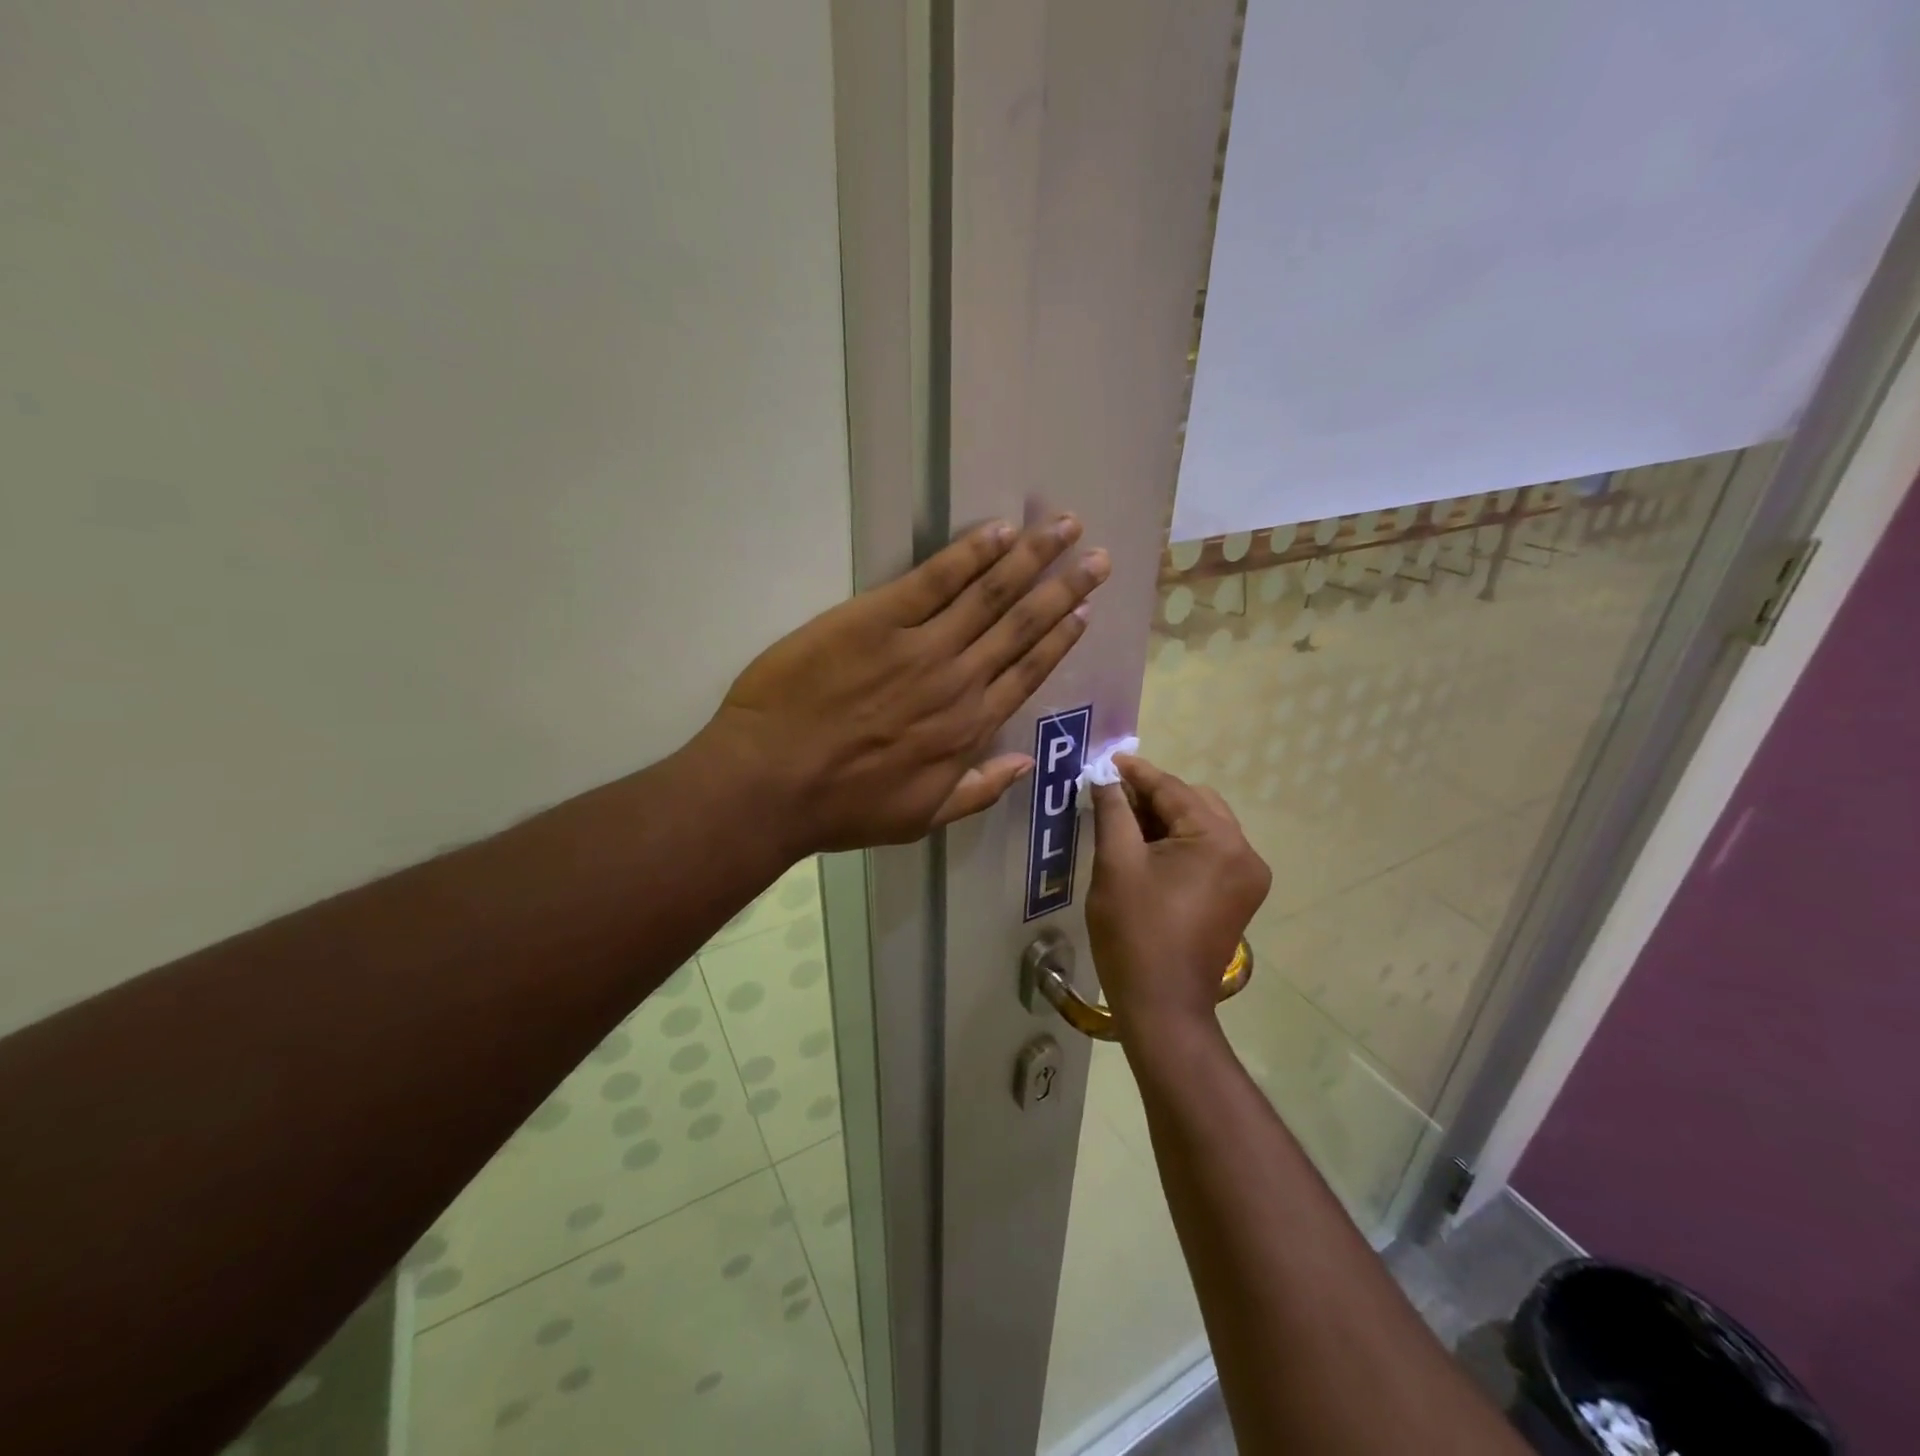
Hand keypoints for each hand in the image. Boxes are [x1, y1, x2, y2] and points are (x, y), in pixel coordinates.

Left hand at [703, 516, 1109, 852]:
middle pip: (1022, 625)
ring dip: (1032, 558)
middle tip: (1099, 557)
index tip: (1085, 610)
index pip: (1028, 672)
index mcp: (969, 728)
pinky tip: (1000, 531)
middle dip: (1065, 588)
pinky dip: (971, 553)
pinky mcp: (877, 618)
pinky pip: (935, 579)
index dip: (1059, 638)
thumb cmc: (842, 807)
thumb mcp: (920, 819)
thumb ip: (978, 791)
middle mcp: (959, 681)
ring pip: (990, 594)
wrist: (771, 783)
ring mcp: (921, 646)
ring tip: (1066, 527)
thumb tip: (1025, 763)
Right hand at [1087, 755, 1270, 1037]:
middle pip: (1194, 803)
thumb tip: (1104, 776)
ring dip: (1166, 819)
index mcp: (1219, 840)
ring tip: (1125, 822)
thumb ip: (1113, 811)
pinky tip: (1148, 849)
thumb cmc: (1134, 932)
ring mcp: (1247, 877)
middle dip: (1153, 796)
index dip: (1136, 774)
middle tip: (1112, 797)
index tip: (1106, 760)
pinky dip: (1180, 843)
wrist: (1162, 1006)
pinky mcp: (1240, 896)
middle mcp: (1245, 852)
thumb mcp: (1116, 864)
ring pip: (1203, 826)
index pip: (1173, 790)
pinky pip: (1209, 852)